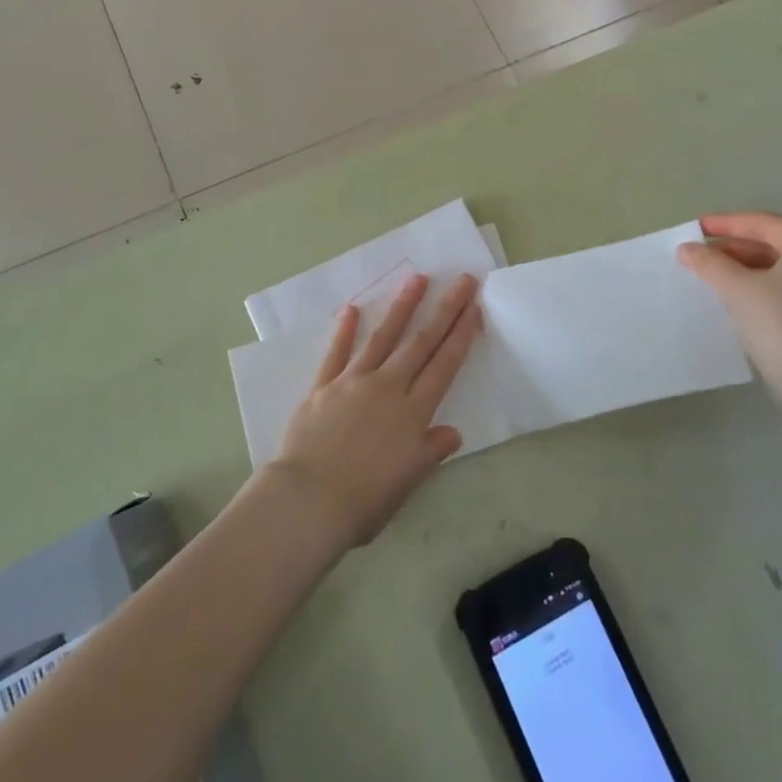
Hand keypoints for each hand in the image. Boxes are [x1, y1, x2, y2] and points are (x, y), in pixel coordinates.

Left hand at [270, 273, 481, 547]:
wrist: (307, 502)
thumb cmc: (363, 502)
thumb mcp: (407, 483)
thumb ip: (430, 452)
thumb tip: (453, 432)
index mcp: (412, 413)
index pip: (444, 366)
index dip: (461, 335)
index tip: (473, 308)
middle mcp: (387, 388)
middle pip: (421, 342)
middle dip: (444, 309)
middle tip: (461, 280)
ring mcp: (353, 382)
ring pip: (383, 338)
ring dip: (402, 307)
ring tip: (417, 279)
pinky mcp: (323, 386)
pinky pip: (336, 353)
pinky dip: (344, 331)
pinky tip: (352, 309)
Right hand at [677, 212, 781, 387]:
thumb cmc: (779, 323)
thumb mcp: (737, 287)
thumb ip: (709, 262)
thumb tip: (687, 250)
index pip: (766, 223)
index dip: (727, 223)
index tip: (697, 228)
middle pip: (777, 244)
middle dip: (736, 248)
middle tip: (702, 255)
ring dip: (747, 267)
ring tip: (714, 275)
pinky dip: (764, 286)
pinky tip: (738, 296)